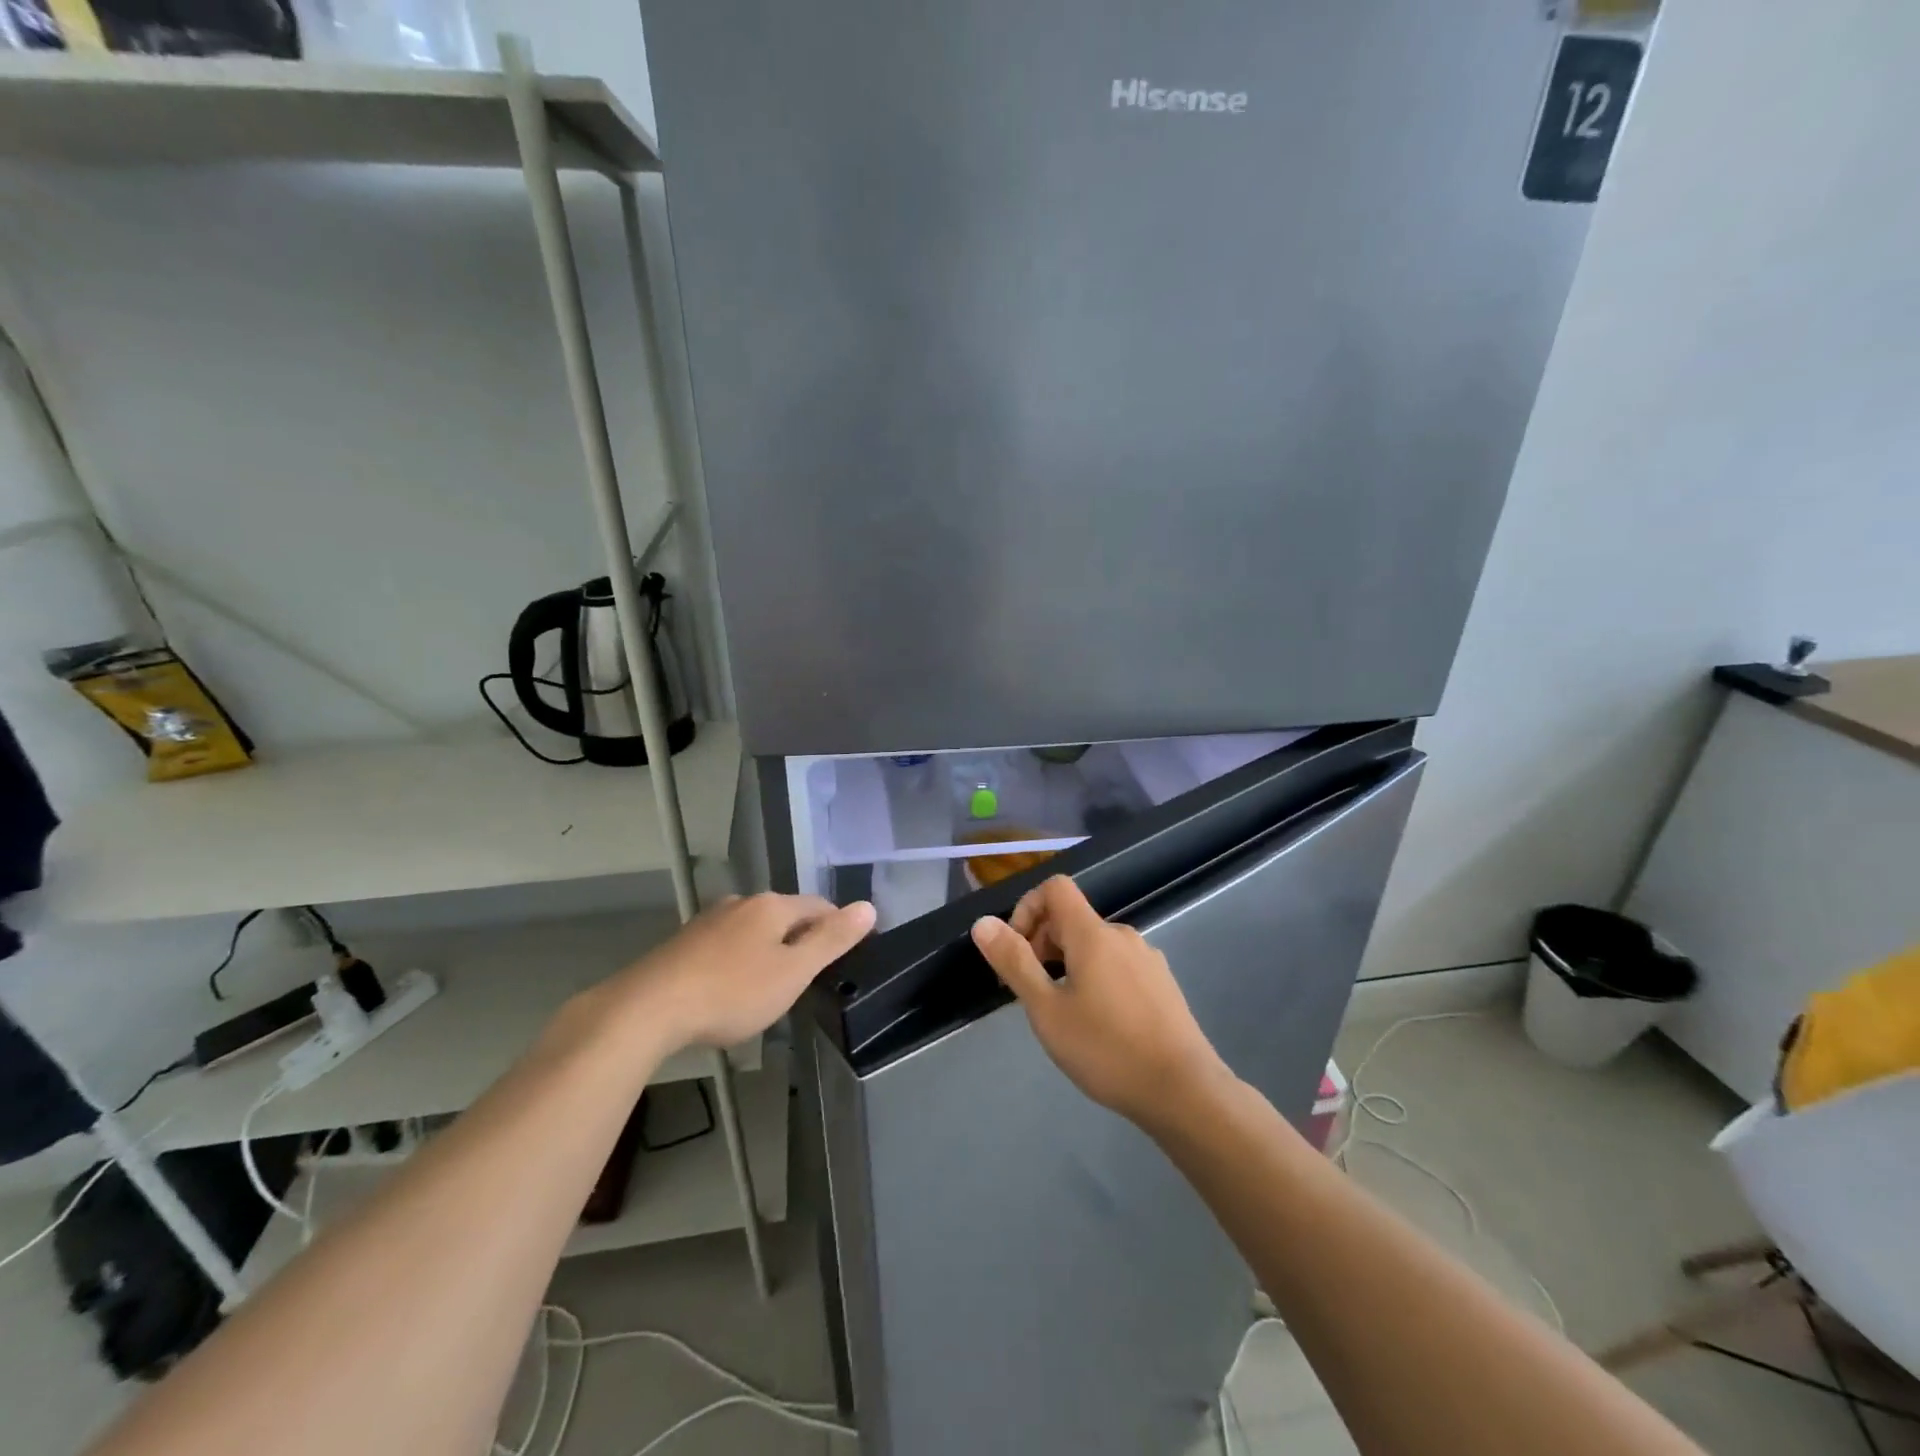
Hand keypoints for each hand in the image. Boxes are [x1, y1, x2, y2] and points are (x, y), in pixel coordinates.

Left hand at [587, 894, 875, 1055]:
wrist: (647, 1010)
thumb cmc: (731, 992)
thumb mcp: (792, 972)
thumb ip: (831, 940)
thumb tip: (868, 907)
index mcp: (772, 906)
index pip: (818, 905)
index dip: (836, 926)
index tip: (844, 953)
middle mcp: (741, 903)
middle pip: (784, 915)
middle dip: (799, 938)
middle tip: (809, 974)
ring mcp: (708, 921)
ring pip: (752, 929)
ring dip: (767, 949)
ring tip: (772, 983)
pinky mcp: (683, 943)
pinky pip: (725, 945)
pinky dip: (738, 960)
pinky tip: (732, 987)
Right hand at [970, 875, 1231, 1126]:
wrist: (1185, 1091)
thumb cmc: (1107, 1049)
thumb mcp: (1047, 1010)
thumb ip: (1014, 962)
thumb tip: (983, 922)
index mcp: (1093, 933)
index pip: (1055, 888)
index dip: (1027, 908)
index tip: (1017, 951)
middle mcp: (1122, 935)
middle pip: (1072, 917)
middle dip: (1042, 943)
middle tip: (1030, 992)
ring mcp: (1147, 959)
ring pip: (1094, 944)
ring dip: (1067, 964)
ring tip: (1062, 1013)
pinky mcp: (1162, 984)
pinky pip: (1117, 965)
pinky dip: (1095, 978)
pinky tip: (1098, 1024)